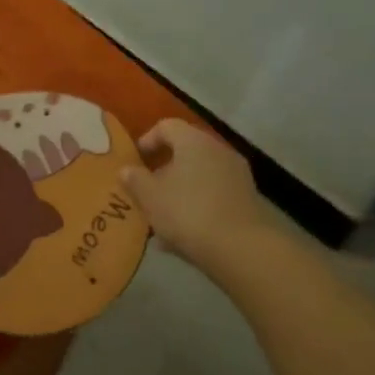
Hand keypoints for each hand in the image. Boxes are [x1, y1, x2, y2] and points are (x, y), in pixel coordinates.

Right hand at [121, 119, 269, 265]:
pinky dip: (198, 207)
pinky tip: (184, 234)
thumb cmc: (187, 212)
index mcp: (194, 141)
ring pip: (200, 177)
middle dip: (164, 171)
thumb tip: (127, 169)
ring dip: (181, 192)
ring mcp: (237, 176)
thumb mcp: (149, 196)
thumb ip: (134, 179)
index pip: (167, 126)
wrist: (241, 248)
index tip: (136, 161)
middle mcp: (219, 151)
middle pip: (186, 152)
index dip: (147, 140)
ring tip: (163, 219)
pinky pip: (214, 196)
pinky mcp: (247, 201)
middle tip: (148, 191)